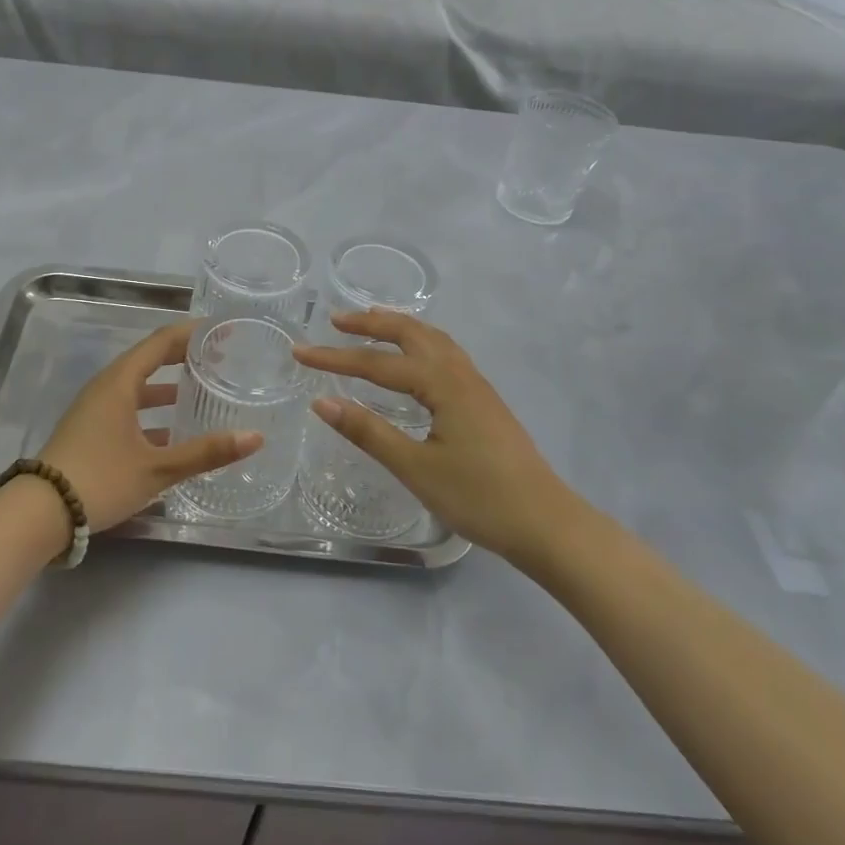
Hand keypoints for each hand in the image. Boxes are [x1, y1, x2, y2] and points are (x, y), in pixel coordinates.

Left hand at [38, 321, 262, 532]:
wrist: (40, 513)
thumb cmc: (101, 479)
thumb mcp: (158, 468)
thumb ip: (206, 452)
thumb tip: (255, 437)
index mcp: (120, 382)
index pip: (161, 342)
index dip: (192, 333)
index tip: (222, 331)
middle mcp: (106, 387)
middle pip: (149, 359)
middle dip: (184, 357)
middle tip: (220, 358)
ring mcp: (94, 408)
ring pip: (138, 386)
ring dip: (168, 386)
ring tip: (202, 391)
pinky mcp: (90, 430)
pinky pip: (128, 406)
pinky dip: (152, 410)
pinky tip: (173, 431)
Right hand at [295, 311, 581, 564]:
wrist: (545, 523)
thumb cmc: (479, 498)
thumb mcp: (416, 468)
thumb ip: (369, 432)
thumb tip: (321, 402)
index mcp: (442, 385)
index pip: (377, 364)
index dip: (335, 358)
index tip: (298, 352)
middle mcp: (460, 374)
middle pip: (410, 334)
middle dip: (371, 324)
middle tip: (336, 321)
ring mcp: (476, 385)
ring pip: (433, 339)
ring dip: (398, 327)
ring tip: (371, 322)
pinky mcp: (484, 400)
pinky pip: (445, 353)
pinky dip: (420, 341)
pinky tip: (415, 357)